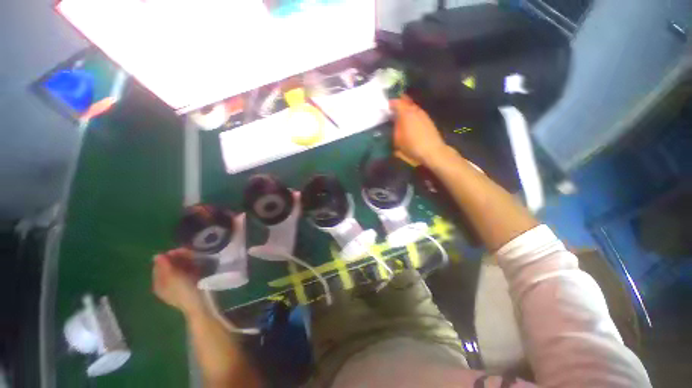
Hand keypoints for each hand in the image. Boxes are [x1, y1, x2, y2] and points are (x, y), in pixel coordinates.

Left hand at [153, 248, 204, 316]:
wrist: (201, 302)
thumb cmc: (184, 290)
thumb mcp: (172, 277)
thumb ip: (165, 266)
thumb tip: (157, 255)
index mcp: (159, 283)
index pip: (159, 266)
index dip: (167, 257)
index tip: (178, 250)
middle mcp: (167, 283)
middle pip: (170, 266)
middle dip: (178, 258)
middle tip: (188, 251)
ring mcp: (180, 283)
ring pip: (181, 267)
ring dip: (187, 260)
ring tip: (195, 255)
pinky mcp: (191, 282)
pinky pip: (189, 270)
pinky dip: (192, 265)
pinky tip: (198, 262)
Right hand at [390, 95, 448, 164]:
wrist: (432, 151)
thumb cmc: (412, 146)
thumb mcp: (397, 139)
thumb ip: (395, 127)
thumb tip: (394, 121)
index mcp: (406, 113)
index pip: (397, 102)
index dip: (391, 103)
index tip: (386, 106)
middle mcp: (415, 110)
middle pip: (406, 102)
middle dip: (400, 104)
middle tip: (393, 109)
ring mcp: (423, 114)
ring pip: (413, 107)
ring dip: (407, 109)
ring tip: (401, 116)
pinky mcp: (428, 120)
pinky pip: (418, 113)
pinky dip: (413, 115)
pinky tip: (411, 122)